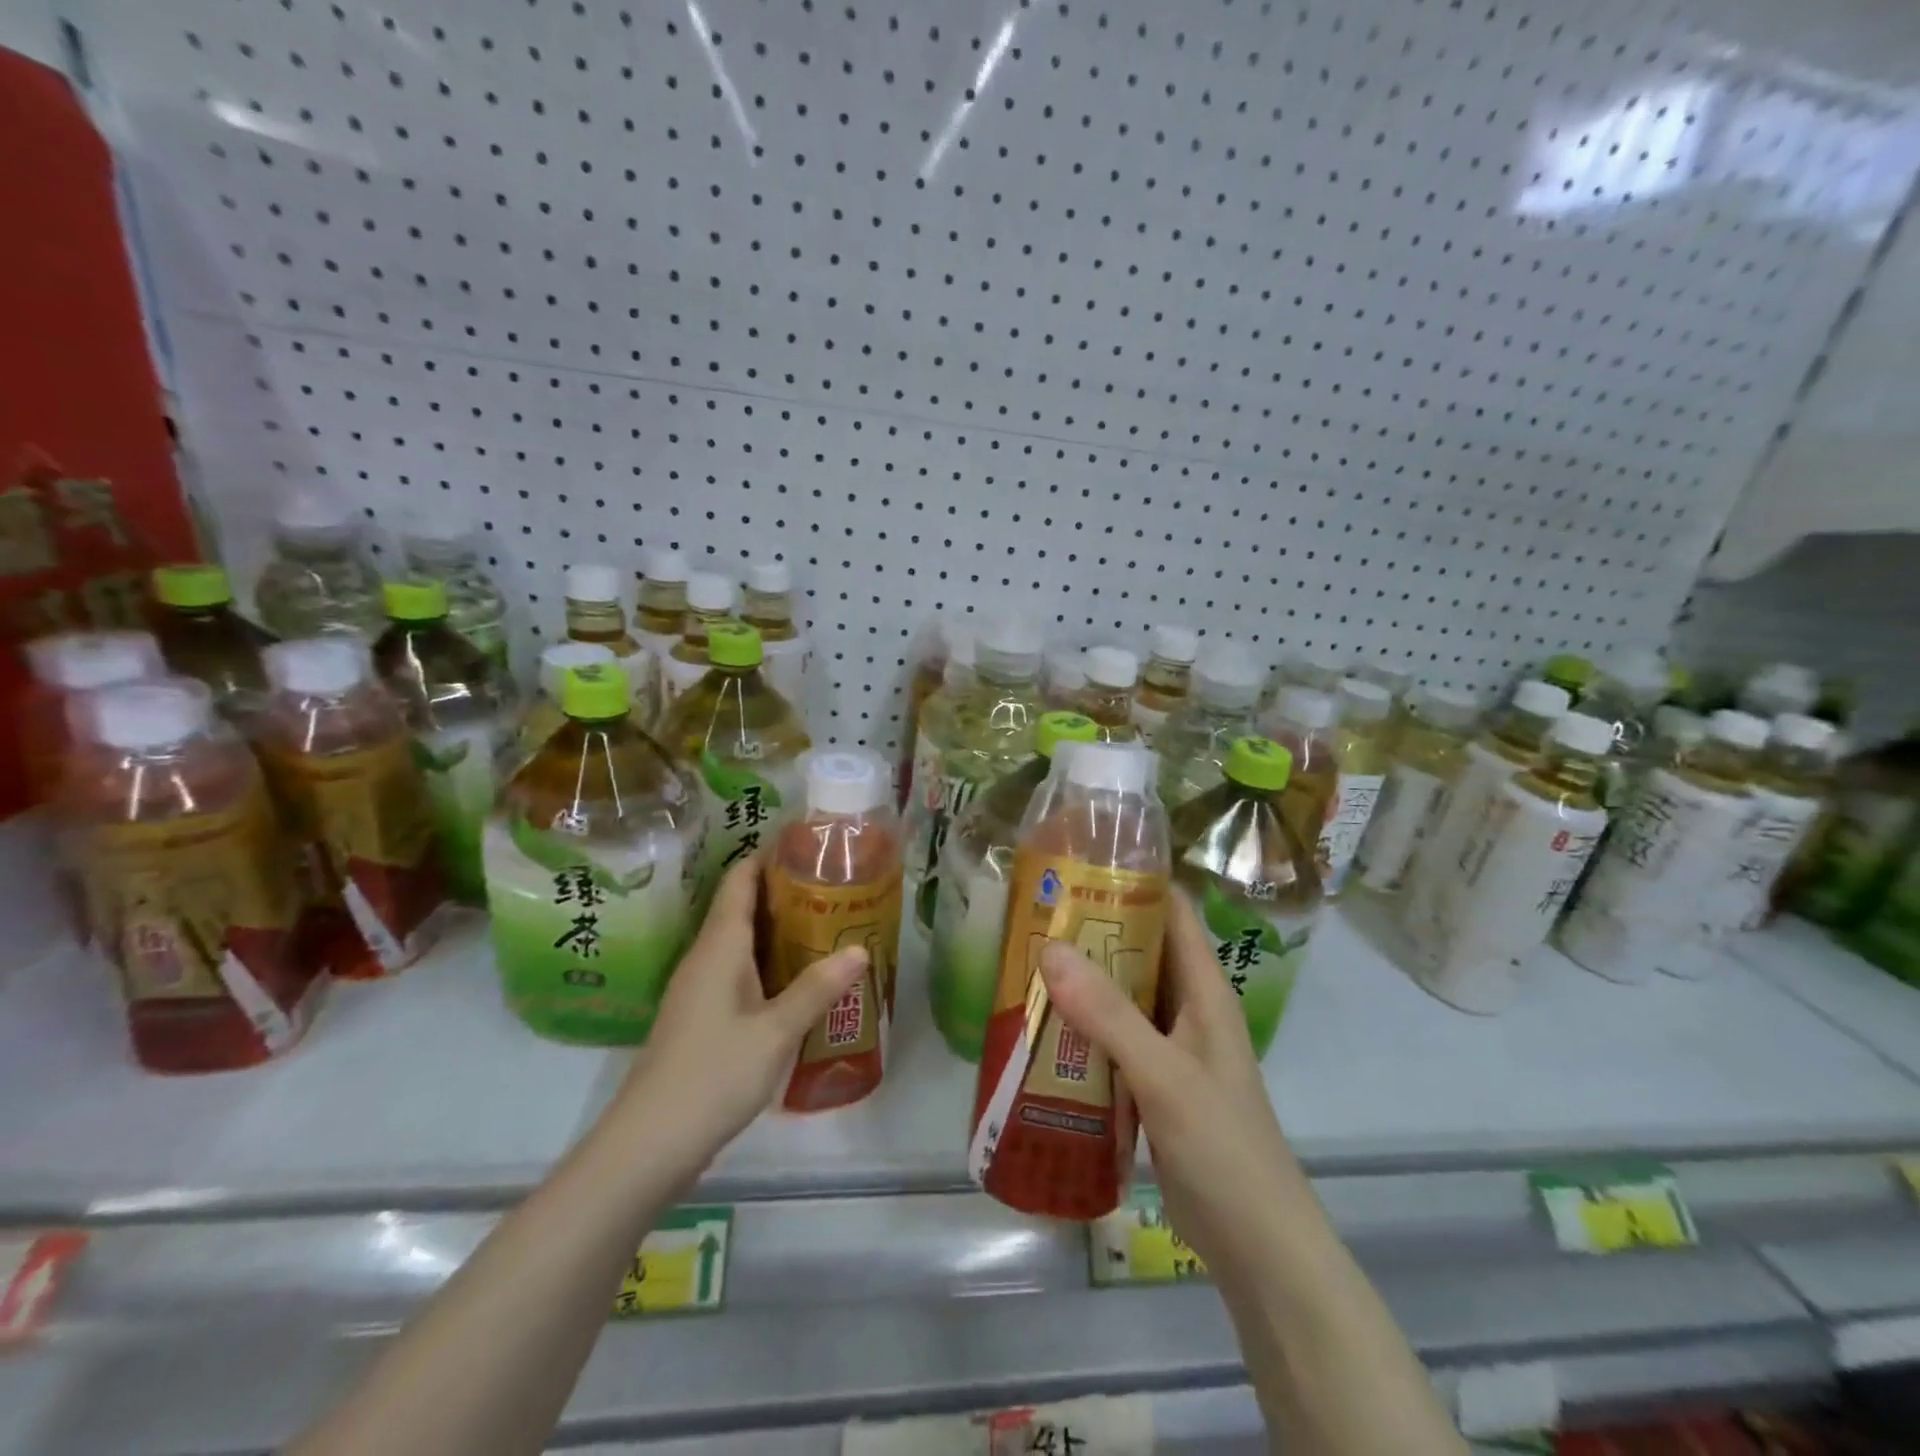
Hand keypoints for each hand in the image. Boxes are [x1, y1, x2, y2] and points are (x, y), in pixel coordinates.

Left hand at [612, 855, 867, 1165]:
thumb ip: (818, 988)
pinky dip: (769, 963)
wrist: (649, 1143)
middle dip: (784, 892)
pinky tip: (798, 979)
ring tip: (826, 925)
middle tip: (834, 886)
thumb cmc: (714, 1074)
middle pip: (742, 907)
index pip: (740, 881)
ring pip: (741, 942)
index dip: (768, 855)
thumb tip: (860, 949)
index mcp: (719, 947)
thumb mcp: (776, 1031)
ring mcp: (699, 989)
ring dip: (778, 930)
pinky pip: (738, 972)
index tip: (807, 844)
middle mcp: (706, 958)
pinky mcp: (701, 1017)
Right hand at [1039, 890, 1308, 1274]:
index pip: (1172, 912)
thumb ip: (1108, 1014)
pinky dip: (1083, 1025)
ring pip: (1123, 994)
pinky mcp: (1154, 1081)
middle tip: (1034, 914)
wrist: (1257, 1245)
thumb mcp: (1163, 1075)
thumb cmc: (1222, 1146)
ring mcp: (1171, 1046)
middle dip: (1093, 929)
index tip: (1078, 864)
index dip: (1133, 881)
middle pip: (1140, 950)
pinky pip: (1114, 1037)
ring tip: (1027, 959)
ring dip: (1084, 979)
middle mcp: (1188, 1008)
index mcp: (1204, 990)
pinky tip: (1043, 1025)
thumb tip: (1049, 947)